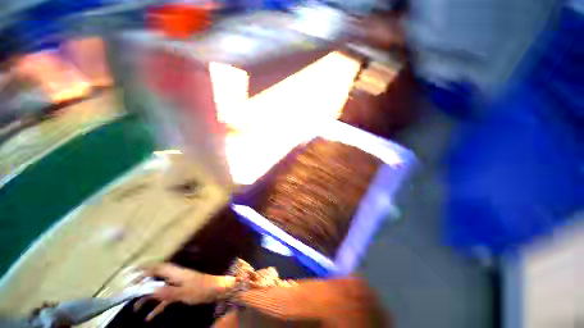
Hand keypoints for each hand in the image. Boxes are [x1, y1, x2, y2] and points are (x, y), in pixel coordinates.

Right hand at [133, 263, 234, 320]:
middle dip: (142, 285)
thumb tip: (149, 290)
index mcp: (175, 273)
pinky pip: (165, 299)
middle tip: (128, 293)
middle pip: (155, 279)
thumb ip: (167, 292)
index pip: (157, 268)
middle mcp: (174, 277)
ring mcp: (177, 285)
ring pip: (158, 290)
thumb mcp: (183, 292)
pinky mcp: (180, 292)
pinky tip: (149, 317)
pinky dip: (157, 307)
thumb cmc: (201, 289)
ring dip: (147, 298)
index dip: (144, 269)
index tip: (130, 274)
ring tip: (135, 308)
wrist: (216, 290)